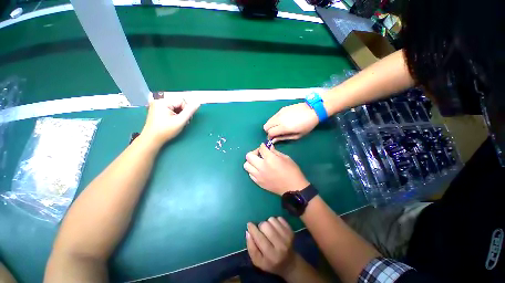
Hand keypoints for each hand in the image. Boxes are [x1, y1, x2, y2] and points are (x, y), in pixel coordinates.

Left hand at [141, 97, 199, 144]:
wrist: (151, 139)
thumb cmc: (166, 131)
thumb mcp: (180, 121)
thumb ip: (190, 111)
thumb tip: (198, 103)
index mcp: (163, 102)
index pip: (182, 101)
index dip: (186, 110)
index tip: (185, 119)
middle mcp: (158, 101)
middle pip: (178, 103)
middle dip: (182, 112)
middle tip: (182, 122)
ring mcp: (156, 105)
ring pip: (175, 106)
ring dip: (179, 114)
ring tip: (178, 122)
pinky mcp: (156, 109)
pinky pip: (170, 109)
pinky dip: (174, 114)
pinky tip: (173, 121)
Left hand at [244, 143, 308, 194]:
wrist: (293, 189)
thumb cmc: (292, 171)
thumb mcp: (286, 158)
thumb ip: (275, 152)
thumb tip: (269, 148)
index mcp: (269, 159)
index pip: (261, 148)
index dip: (263, 146)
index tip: (265, 146)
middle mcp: (261, 167)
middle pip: (249, 156)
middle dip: (254, 152)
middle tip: (260, 154)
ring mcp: (258, 176)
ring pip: (246, 165)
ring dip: (251, 161)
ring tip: (258, 162)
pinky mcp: (258, 183)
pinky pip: (250, 174)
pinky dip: (253, 170)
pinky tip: (259, 170)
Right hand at [246, 217, 297, 277]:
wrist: (289, 263)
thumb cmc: (271, 263)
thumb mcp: (258, 261)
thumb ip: (251, 248)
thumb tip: (248, 232)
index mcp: (271, 255)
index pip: (259, 238)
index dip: (253, 229)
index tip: (249, 224)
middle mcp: (280, 246)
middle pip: (265, 226)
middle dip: (261, 226)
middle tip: (261, 231)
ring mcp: (287, 237)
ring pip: (272, 220)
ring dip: (268, 223)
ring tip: (269, 230)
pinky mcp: (291, 230)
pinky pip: (279, 218)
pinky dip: (275, 221)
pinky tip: (275, 228)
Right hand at [264, 103, 318, 142]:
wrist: (312, 110)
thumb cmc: (307, 125)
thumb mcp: (297, 135)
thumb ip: (284, 138)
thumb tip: (274, 140)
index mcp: (284, 127)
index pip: (270, 133)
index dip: (270, 137)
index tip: (273, 138)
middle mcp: (279, 119)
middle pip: (266, 126)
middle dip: (269, 131)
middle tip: (275, 133)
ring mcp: (279, 113)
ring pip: (268, 120)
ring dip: (271, 125)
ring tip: (278, 127)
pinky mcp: (281, 109)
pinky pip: (273, 116)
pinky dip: (275, 120)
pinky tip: (283, 120)